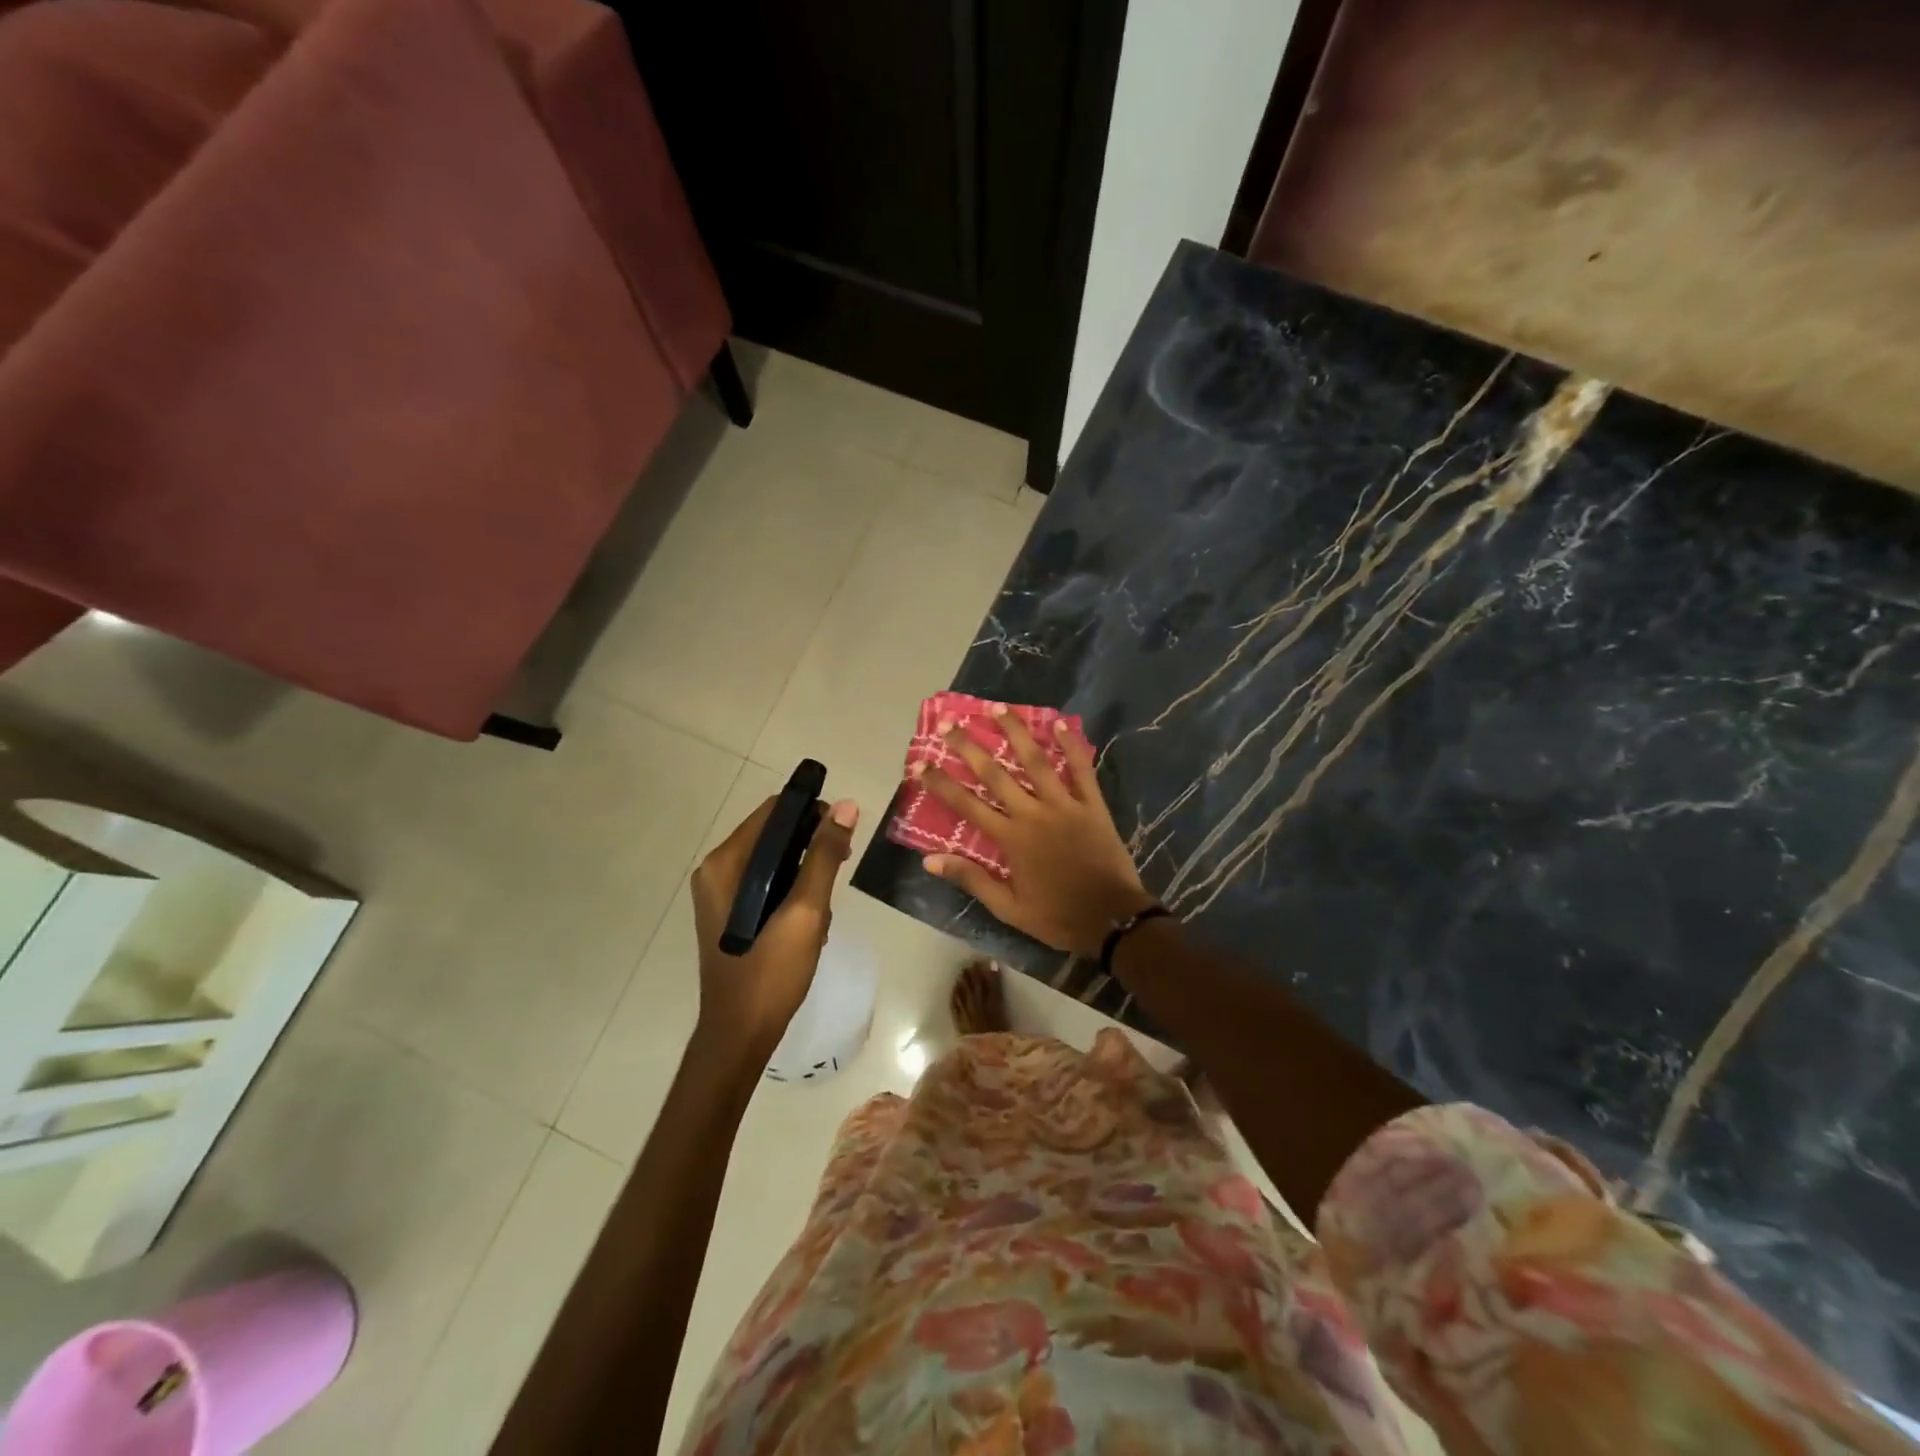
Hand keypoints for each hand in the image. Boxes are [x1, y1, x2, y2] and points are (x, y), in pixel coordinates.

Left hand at [691, 795, 858, 1059]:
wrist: (741, 1034)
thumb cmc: (770, 972)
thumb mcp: (806, 911)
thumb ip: (824, 856)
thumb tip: (847, 806)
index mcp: (726, 863)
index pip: (774, 811)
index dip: (812, 812)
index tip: (843, 834)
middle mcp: (717, 870)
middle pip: (774, 833)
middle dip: (812, 846)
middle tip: (842, 868)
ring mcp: (722, 893)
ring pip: (776, 860)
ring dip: (807, 873)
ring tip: (824, 909)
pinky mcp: (732, 913)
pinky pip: (769, 883)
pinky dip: (793, 891)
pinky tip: (811, 921)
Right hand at [918, 710, 1155, 957]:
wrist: (1112, 920)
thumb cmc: (1057, 916)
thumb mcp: (1008, 908)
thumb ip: (971, 879)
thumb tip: (929, 859)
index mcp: (1011, 839)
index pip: (966, 804)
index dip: (941, 783)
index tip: (920, 763)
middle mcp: (1033, 814)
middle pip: (995, 774)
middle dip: (969, 748)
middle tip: (950, 724)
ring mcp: (1065, 805)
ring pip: (1036, 761)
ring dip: (1016, 733)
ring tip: (998, 708)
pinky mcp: (1093, 805)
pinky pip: (1082, 769)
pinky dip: (1072, 746)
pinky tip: (1060, 724)